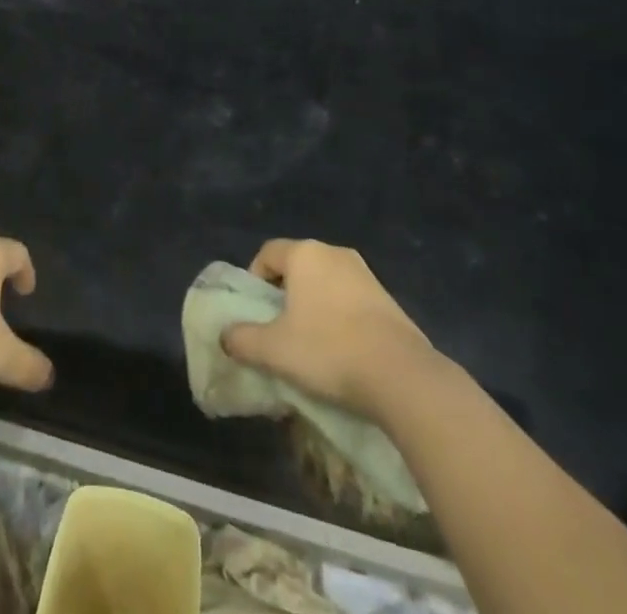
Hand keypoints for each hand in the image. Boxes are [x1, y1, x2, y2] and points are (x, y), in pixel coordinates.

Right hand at [221, 238, 449, 420]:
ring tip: (310, 344)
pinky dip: (339, 317)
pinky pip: (350, 299)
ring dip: (313, 306)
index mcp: (304, 253)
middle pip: (297, 266)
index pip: (267, 253)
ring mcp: (365, 273)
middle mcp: (334, 253)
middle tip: (279, 329)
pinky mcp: (387, 298)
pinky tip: (341, 350)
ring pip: (325, 282)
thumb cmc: (328, 350)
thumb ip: (242, 339)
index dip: (255, 280)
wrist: (401, 375)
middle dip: (284, 294)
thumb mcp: (274, 350)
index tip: (256, 312)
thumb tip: (225, 335)